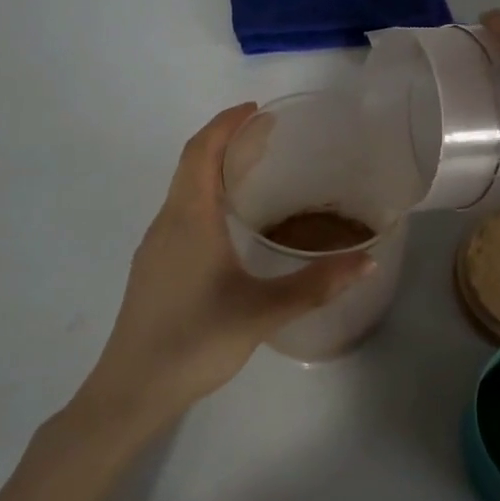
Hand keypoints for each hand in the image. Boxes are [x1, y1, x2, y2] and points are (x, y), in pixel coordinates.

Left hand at [75, 104, 369, 427]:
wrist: (132, 389)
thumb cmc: (196, 340)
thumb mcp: (263, 312)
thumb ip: (317, 286)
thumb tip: (368, 261)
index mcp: (189, 218)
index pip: (201, 151)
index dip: (225, 124)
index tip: (256, 111)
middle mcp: (167, 222)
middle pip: (192, 164)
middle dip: (226, 141)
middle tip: (267, 135)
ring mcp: (155, 245)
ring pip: (184, 189)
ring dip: (214, 169)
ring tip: (253, 170)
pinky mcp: (153, 267)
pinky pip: (180, 212)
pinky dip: (205, 196)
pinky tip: (228, 223)